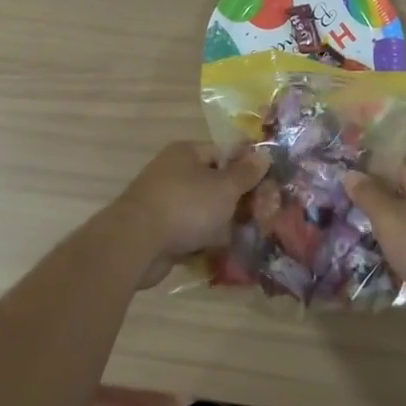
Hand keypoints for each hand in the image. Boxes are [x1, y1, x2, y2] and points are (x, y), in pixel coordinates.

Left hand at [111, 142, 268, 285]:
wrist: (135, 244)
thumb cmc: (185, 206)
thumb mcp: (224, 188)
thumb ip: (245, 173)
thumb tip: (264, 154)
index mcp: (186, 153)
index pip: (224, 153)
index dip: (247, 167)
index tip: (269, 184)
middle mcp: (174, 172)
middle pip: (215, 183)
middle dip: (239, 200)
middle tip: (264, 215)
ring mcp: (165, 202)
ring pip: (204, 210)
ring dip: (224, 223)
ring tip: (251, 237)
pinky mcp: (160, 231)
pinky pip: (191, 232)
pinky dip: (206, 240)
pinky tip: (226, 252)